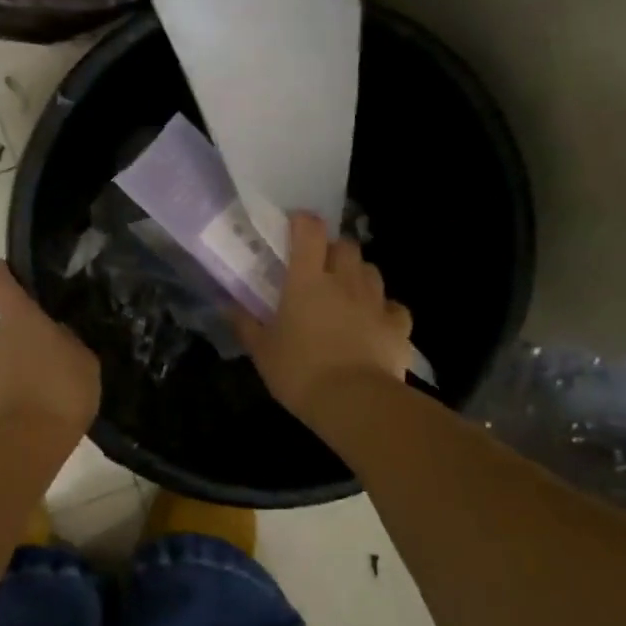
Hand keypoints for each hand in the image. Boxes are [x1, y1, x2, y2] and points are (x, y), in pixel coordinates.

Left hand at [0, 262, 101, 434]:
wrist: (22, 444)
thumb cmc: (59, 391)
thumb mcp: (84, 360)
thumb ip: (70, 341)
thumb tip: (57, 336)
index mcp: (21, 319)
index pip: (0, 283)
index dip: (2, 273)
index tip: (5, 268)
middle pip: (10, 323)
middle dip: (28, 331)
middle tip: (58, 348)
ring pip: (8, 353)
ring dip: (25, 361)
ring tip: (55, 382)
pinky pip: (6, 380)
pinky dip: (21, 386)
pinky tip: (43, 403)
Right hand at [235, 213, 412, 420]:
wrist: (355, 403)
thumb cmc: (300, 371)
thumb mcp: (262, 351)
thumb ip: (245, 324)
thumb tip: (226, 305)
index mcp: (307, 280)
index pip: (308, 231)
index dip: (302, 222)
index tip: (293, 227)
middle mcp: (344, 281)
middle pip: (345, 246)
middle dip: (333, 249)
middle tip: (318, 268)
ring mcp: (375, 302)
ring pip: (371, 271)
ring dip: (357, 275)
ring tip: (345, 294)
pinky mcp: (398, 326)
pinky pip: (393, 307)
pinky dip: (383, 309)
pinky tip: (373, 323)